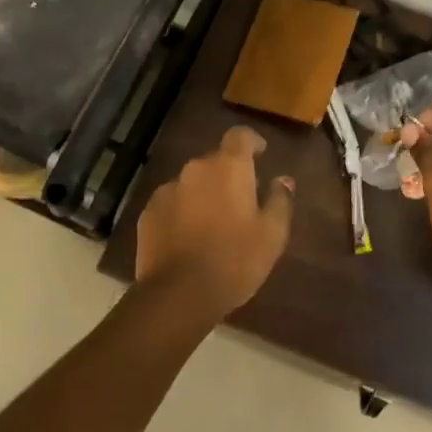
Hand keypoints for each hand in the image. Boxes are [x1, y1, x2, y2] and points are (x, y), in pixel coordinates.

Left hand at [136, 126, 295, 320]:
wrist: (177, 295)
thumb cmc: (234, 260)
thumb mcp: (272, 235)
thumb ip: (280, 200)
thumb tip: (283, 180)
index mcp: (229, 167)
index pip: (240, 136)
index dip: (251, 141)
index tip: (261, 154)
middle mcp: (195, 169)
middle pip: (215, 161)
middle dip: (228, 175)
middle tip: (241, 202)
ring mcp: (167, 190)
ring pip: (192, 183)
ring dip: (204, 194)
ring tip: (213, 224)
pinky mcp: (148, 213)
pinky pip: (172, 203)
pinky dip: (182, 212)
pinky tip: (188, 238)